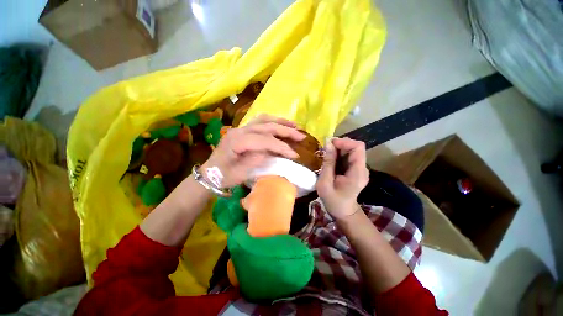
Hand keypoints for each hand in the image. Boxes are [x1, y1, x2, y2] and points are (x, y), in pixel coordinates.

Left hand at [201, 115, 304, 187]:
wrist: (209, 173)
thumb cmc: (223, 176)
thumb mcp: (240, 174)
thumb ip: (255, 160)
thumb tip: (270, 152)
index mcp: (237, 141)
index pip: (265, 141)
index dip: (281, 147)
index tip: (295, 155)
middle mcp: (240, 130)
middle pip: (267, 126)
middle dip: (286, 131)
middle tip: (301, 135)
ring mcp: (241, 128)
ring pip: (264, 120)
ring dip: (281, 122)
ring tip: (295, 126)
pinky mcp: (243, 130)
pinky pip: (259, 121)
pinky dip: (272, 121)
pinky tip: (280, 124)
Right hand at [316, 137, 368, 218]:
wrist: (343, 211)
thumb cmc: (333, 200)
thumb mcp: (325, 183)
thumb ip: (328, 163)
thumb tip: (328, 144)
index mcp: (358, 172)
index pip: (358, 147)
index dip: (344, 142)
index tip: (330, 144)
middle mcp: (362, 168)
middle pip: (355, 147)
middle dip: (340, 145)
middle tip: (325, 149)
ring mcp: (360, 169)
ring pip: (351, 151)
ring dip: (338, 149)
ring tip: (326, 155)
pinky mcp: (356, 170)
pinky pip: (349, 156)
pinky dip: (339, 154)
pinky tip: (330, 160)